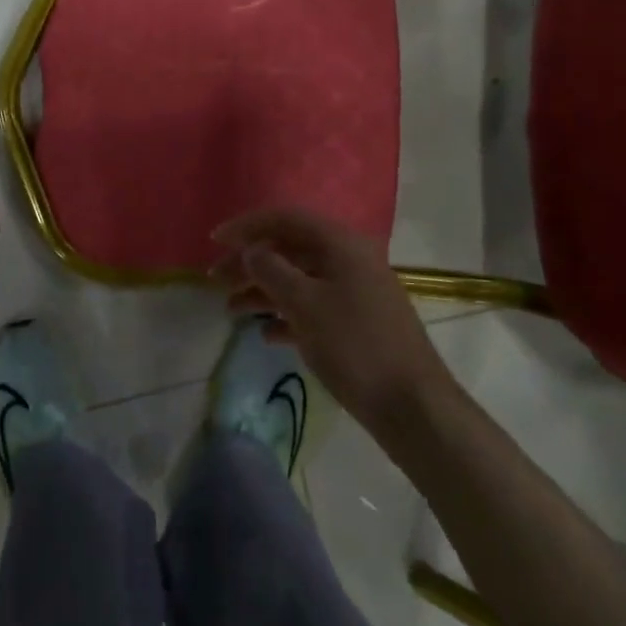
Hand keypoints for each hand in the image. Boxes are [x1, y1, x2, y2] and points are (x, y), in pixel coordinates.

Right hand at [211, 208, 455, 434]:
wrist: (412, 406)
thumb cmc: (355, 346)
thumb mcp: (305, 305)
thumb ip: (271, 271)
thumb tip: (251, 251)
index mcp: (339, 243)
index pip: (284, 218)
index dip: (246, 226)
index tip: (214, 241)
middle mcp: (348, 257)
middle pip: (289, 248)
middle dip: (250, 262)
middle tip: (215, 281)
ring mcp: (355, 289)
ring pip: (298, 278)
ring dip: (263, 290)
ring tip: (231, 311)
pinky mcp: (357, 320)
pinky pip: (313, 305)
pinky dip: (286, 315)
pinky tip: (265, 334)